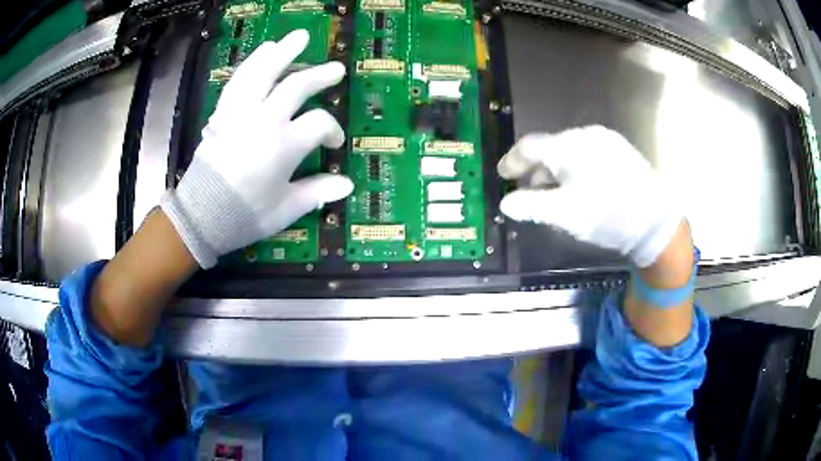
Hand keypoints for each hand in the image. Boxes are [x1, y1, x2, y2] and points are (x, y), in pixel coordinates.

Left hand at [161, 30, 352, 268]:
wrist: (201, 216)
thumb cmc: (245, 215)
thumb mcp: (286, 209)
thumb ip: (318, 192)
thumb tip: (348, 184)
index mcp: (285, 146)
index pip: (319, 123)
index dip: (332, 130)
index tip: (333, 143)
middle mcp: (265, 120)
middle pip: (298, 86)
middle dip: (320, 76)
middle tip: (336, 70)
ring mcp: (241, 112)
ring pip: (265, 72)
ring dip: (284, 51)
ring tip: (299, 37)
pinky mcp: (223, 112)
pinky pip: (239, 79)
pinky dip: (253, 62)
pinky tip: (264, 50)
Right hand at [497, 126, 682, 267]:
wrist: (656, 221)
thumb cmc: (606, 216)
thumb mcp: (564, 215)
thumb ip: (530, 206)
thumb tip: (506, 203)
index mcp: (567, 146)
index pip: (529, 147)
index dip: (512, 161)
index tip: (503, 176)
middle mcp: (585, 134)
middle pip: (550, 148)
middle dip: (536, 170)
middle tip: (530, 192)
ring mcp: (605, 139)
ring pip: (570, 151)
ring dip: (557, 170)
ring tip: (556, 193)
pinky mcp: (620, 149)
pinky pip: (588, 153)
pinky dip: (576, 168)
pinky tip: (581, 187)